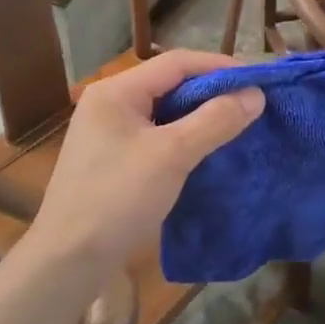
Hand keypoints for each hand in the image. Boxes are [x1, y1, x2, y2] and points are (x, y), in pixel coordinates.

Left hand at [27, 50, 264, 272]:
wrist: (68, 260)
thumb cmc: (118, 198)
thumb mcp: (173, 155)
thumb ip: (215, 120)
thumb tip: (255, 95)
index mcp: (116, 91)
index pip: (176, 63)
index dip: (219, 67)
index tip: (256, 81)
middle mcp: (109, 104)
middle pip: (169, 84)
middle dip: (211, 92)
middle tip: (251, 105)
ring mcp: (107, 133)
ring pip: (163, 112)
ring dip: (199, 116)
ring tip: (235, 125)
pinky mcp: (111, 161)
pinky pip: (155, 136)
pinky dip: (183, 138)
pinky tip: (205, 151)